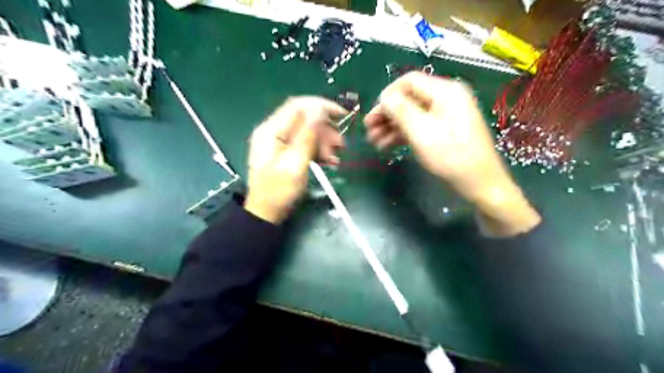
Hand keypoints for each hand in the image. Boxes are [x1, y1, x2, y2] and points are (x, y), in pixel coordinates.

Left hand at [245, 96, 347, 224]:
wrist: (266, 213)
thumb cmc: (279, 191)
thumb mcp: (295, 163)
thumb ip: (307, 135)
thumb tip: (319, 110)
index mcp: (271, 130)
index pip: (298, 106)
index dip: (322, 106)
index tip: (342, 115)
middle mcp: (273, 131)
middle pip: (304, 118)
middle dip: (325, 129)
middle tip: (340, 145)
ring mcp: (278, 142)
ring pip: (306, 131)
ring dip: (323, 141)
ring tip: (334, 157)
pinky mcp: (284, 152)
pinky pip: (303, 143)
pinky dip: (317, 149)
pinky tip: (328, 161)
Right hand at [363, 72, 537, 235]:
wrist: (481, 184)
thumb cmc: (451, 157)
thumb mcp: (422, 132)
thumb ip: (401, 110)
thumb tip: (384, 97)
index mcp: (444, 91)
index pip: (408, 81)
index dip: (387, 95)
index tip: (373, 115)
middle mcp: (446, 98)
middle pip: (409, 98)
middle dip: (387, 114)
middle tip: (369, 131)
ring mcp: (446, 115)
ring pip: (412, 114)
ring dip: (392, 126)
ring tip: (375, 142)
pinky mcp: (445, 130)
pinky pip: (420, 125)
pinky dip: (404, 134)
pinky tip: (388, 145)